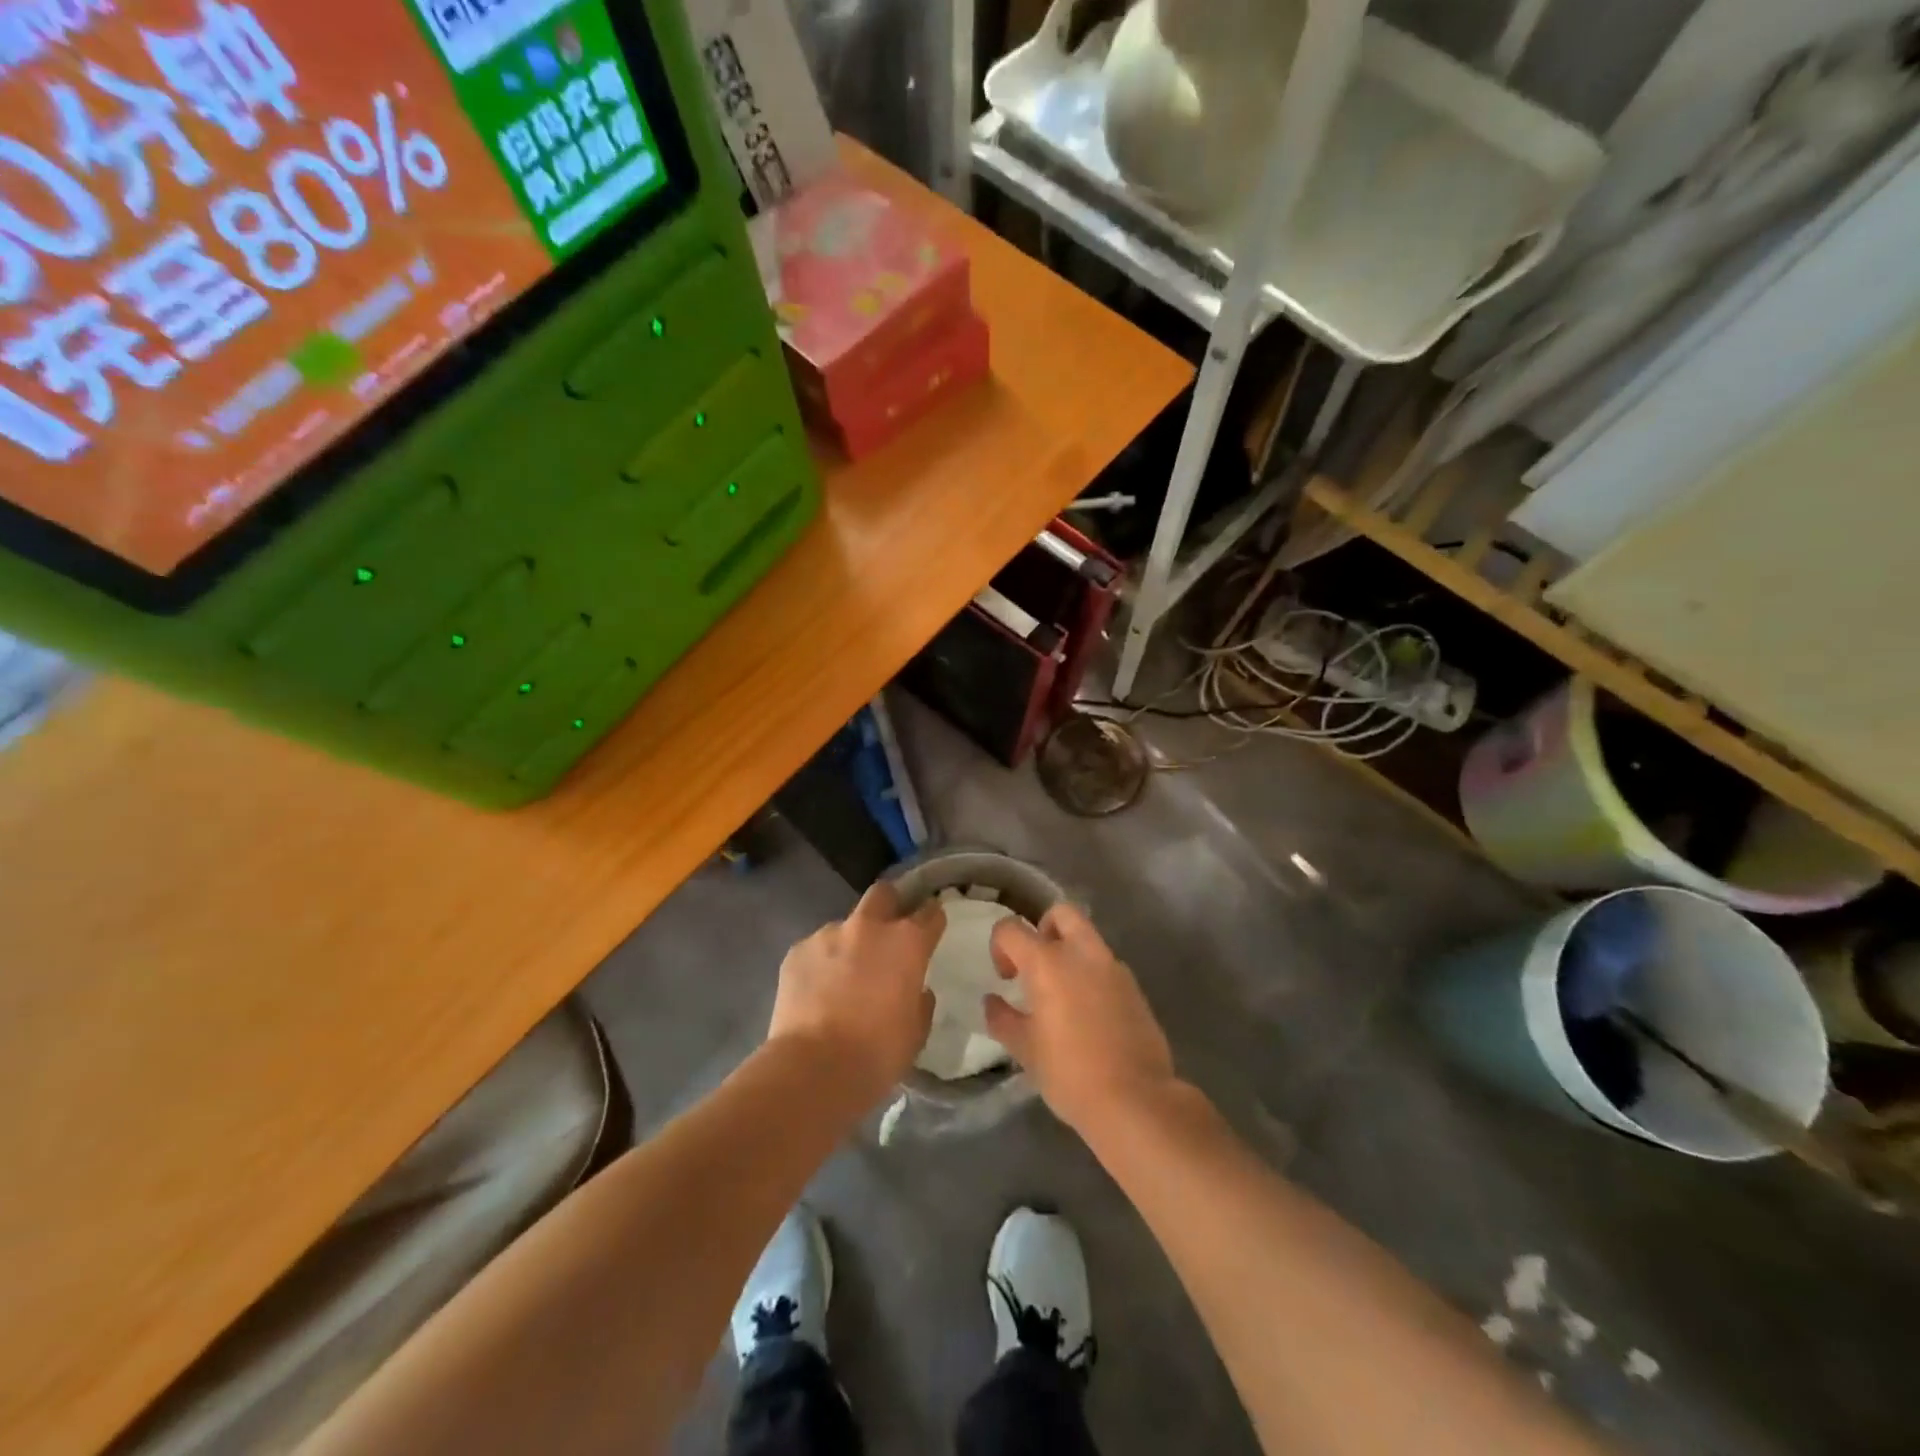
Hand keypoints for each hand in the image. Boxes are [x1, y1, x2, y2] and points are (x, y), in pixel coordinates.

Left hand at [768, 881, 943, 1099]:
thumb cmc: (878, 1053)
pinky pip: (816, 948)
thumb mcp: (916, 1030)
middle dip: (889, 906)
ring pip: (845, 925)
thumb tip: (915, 990)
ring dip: (850, 942)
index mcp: (907, 942)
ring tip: (843, 977)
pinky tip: (817, 991)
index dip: (932, 919)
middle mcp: (868, 927)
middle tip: (887, 932)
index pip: (930, 913)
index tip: (931, 928)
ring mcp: (828, 935)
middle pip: (883, 894)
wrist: (814, 1068)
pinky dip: (821, 963)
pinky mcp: (797, 950)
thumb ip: (920, 1000)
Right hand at [985, 903, 1177, 1135]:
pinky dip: (1091, 974)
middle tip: (1036, 965)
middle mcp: (1082, 953)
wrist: (1135, 1099)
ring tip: (1062, 994)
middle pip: (1061, 913)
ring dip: (1070, 952)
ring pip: (1087, 937)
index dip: (1000, 946)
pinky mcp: (1134, 987)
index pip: (1012, 929)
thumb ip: (1003, 1019)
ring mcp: (1113, 967)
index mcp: (1048, 962)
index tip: (1006, 978)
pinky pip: (1106, 965)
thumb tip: (992, 1001)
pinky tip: (1088, 1013)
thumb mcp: (1025, 1050)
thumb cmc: (1069, 1073)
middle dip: (1043, 928)